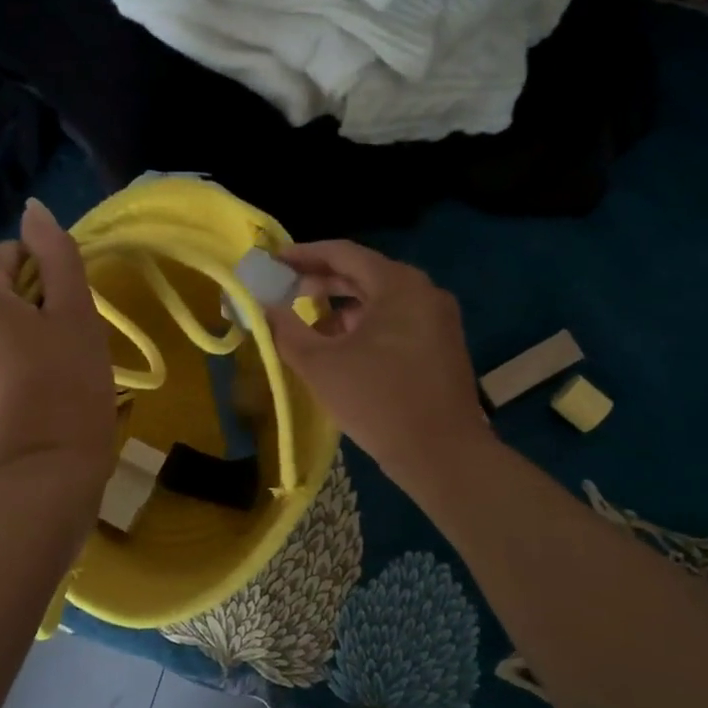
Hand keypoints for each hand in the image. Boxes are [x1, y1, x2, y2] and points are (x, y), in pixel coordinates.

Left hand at [0, 198, 116, 479]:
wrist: (47, 474)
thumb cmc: (69, 384)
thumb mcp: (76, 312)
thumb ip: (56, 254)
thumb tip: (33, 208)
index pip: (7, 258)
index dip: (45, 277)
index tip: (68, 313)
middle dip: (24, 312)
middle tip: (61, 347)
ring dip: (7, 345)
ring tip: (43, 380)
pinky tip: (24, 406)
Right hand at [264, 240, 493, 491]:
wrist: (443, 455)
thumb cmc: (379, 401)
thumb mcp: (321, 365)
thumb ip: (287, 331)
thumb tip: (265, 308)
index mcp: (398, 285)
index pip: (343, 253)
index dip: (304, 254)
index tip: (274, 261)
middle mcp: (424, 292)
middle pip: (364, 273)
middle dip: (322, 281)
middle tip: (286, 291)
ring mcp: (438, 319)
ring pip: (380, 299)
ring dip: (342, 306)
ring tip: (308, 322)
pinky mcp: (441, 345)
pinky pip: (396, 320)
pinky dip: (365, 325)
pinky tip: (341, 348)